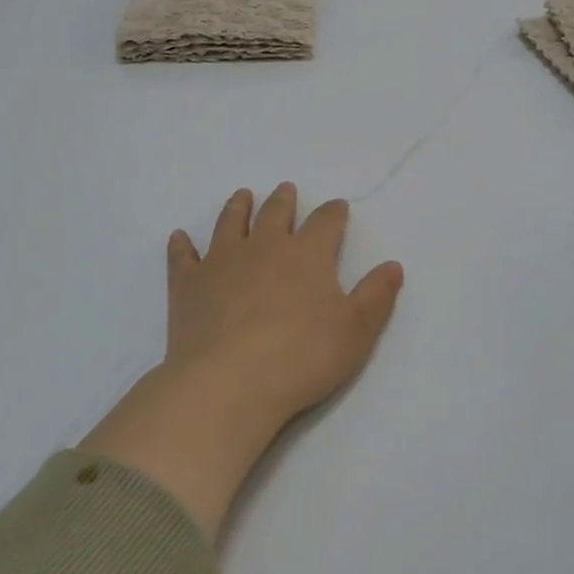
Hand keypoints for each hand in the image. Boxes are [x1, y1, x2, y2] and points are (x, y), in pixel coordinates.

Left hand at [164, 184, 403, 430]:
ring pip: (230, 223)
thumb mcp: (356, 330)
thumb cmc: (302, 357)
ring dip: (238, 207)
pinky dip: (182, 246)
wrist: (230, 382)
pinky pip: (183, 257)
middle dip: (284, 201)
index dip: (334, 213)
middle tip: (285, 190)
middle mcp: (264, 247)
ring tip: (242, 196)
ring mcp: (221, 262)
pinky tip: (180, 238)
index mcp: (307, 255)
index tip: (338, 207)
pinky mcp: (188, 285)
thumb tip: (394, 265)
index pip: (325, 223)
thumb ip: (376, 295)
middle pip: (275, 213)